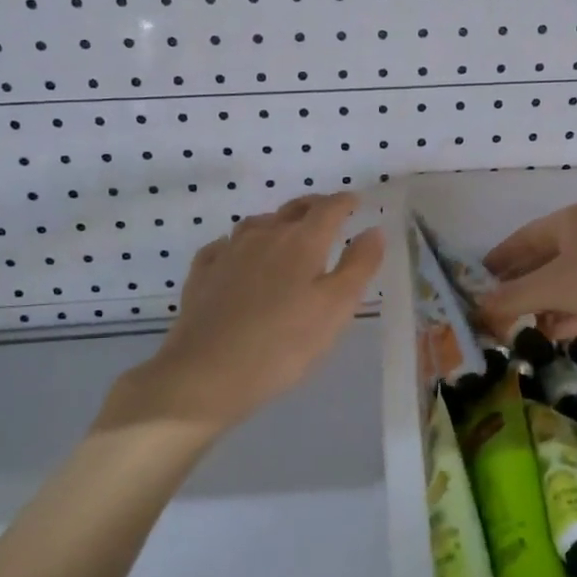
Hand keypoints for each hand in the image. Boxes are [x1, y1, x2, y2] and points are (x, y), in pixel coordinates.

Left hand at [105, 193, 384, 435]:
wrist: (205, 374)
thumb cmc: (283, 345)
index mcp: (301, 241)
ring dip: (277, 222)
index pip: (329, 209)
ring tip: (286, 233)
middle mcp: (264, 236)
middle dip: (314, 206)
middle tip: (328, 213)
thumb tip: (374, 230)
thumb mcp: (336, 309)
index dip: (345, 202)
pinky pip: (225, 246)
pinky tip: (239, 257)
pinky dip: (240, 245)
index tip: (356, 201)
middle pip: (293, 209)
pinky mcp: (202, 274)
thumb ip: (359, 266)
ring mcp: (228, 252)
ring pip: (257, 224)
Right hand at [476, 203, 576, 346]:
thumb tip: (476, 308)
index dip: (499, 260)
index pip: (522, 238)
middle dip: (520, 286)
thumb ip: (512, 298)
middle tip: (496, 309)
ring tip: (521, 327)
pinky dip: (569, 312)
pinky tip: (556, 333)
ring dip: (543, 303)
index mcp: (568, 221)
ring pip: (566, 280)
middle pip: (544, 260)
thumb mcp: (551, 288)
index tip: (479, 281)